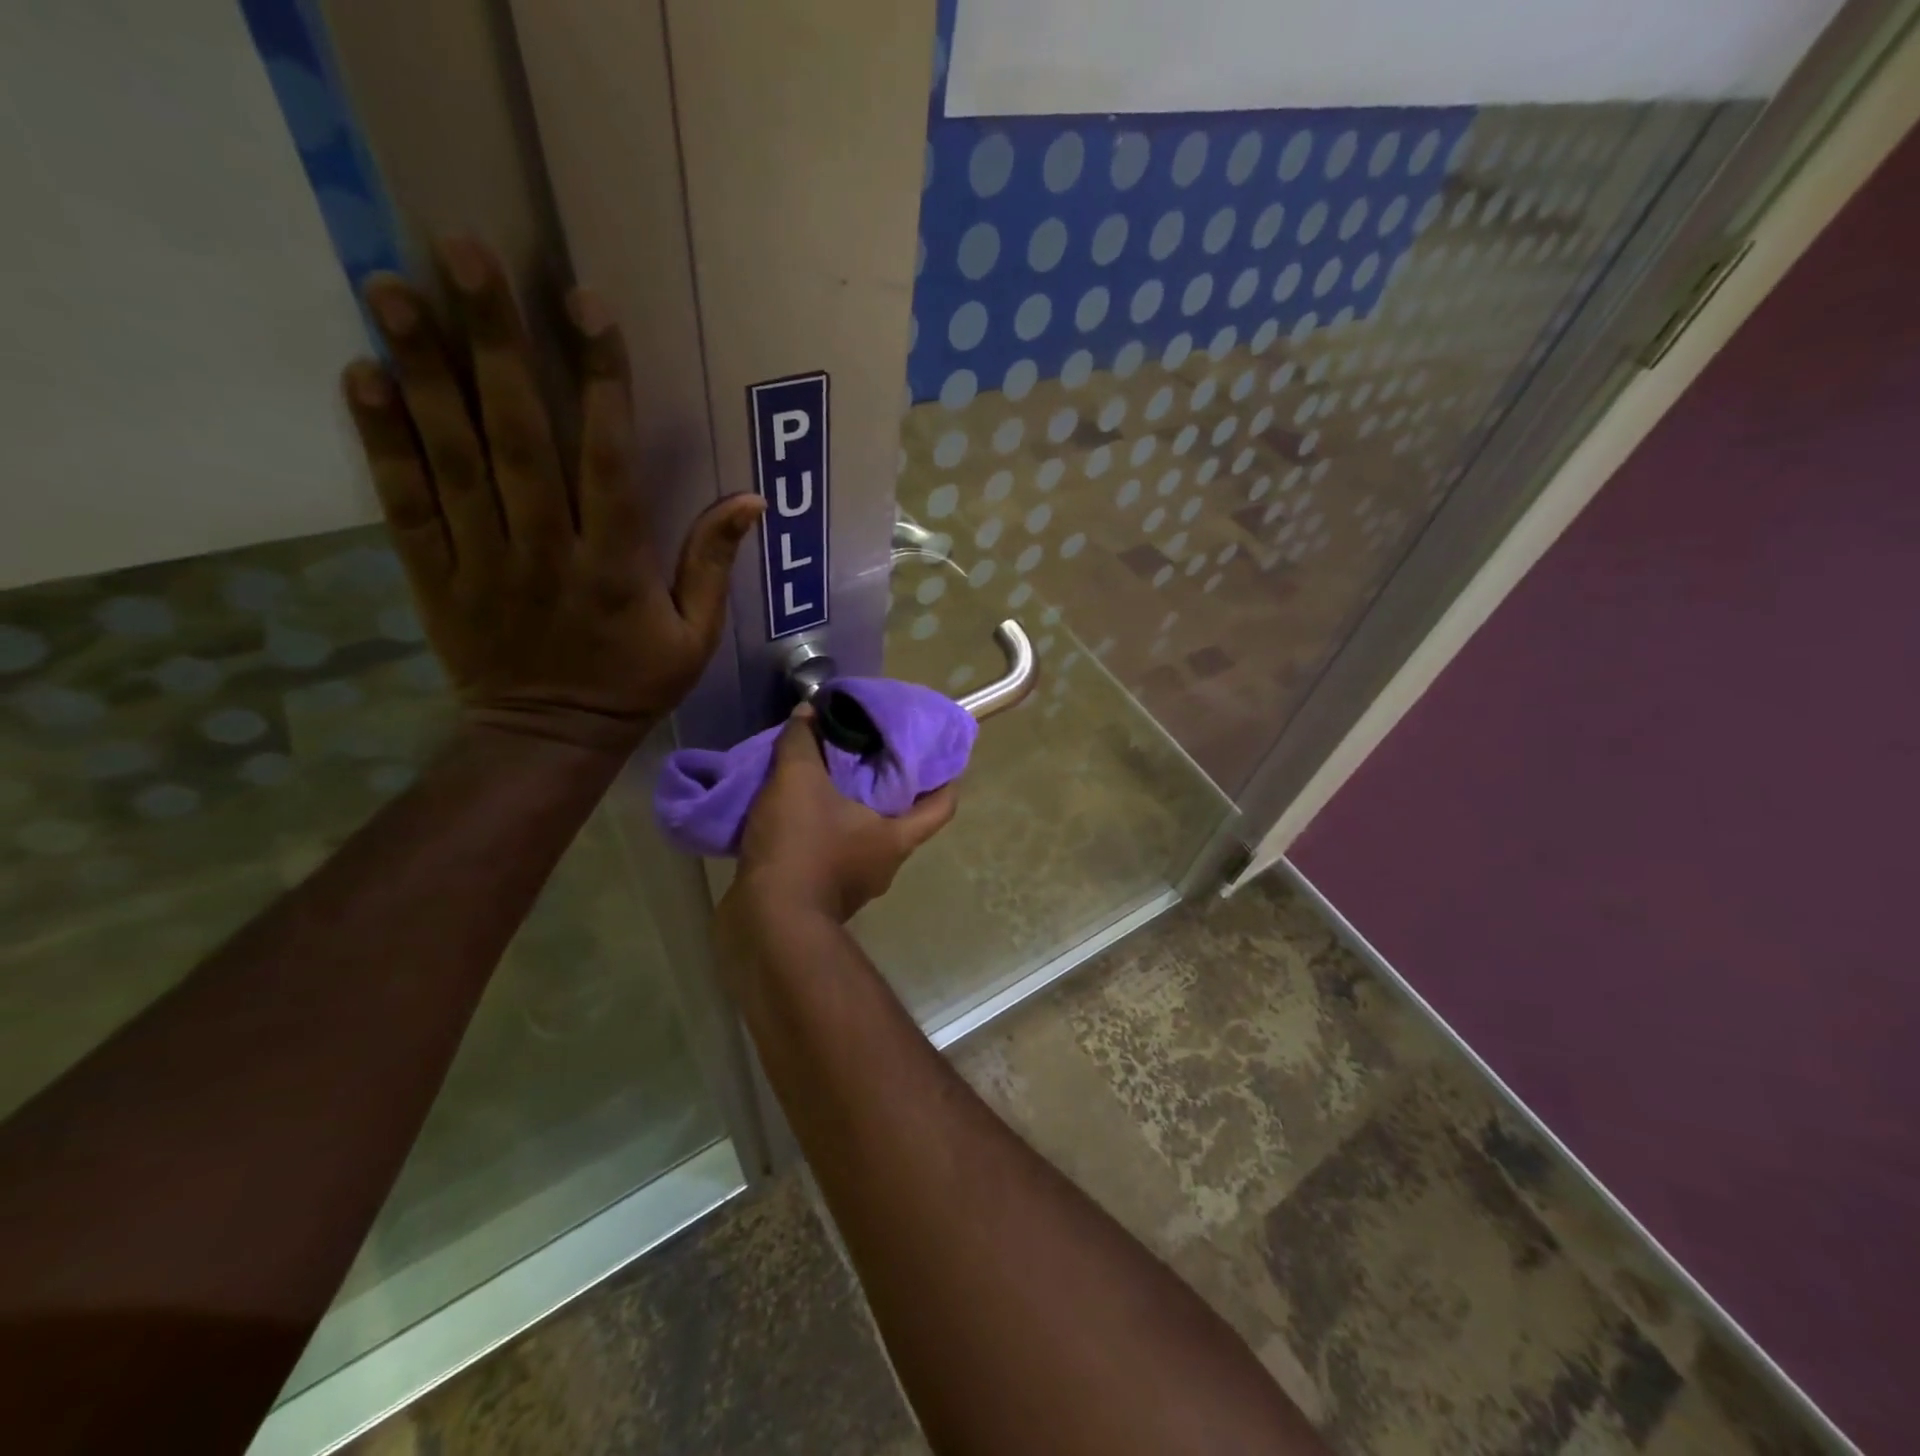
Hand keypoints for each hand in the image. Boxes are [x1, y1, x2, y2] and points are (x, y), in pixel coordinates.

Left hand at [341, 237, 762, 755]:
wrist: (549, 739)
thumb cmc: (633, 684)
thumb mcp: (697, 636)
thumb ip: (714, 565)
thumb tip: (750, 500)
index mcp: (616, 566)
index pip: (609, 462)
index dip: (600, 383)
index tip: (587, 307)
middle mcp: (547, 551)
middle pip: (519, 439)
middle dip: (494, 345)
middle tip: (462, 254)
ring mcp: (484, 561)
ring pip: (454, 460)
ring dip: (423, 373)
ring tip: (391, 287)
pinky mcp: (435, 576)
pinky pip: (407, 505)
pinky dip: (383, 444)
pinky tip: (363, 377)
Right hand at [731, 707, 957, 923]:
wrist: (767, 924)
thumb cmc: (801, 848)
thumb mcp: (798, 782)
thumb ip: (802, 743)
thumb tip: (807, 713)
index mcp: (896, 837)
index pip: (943, 806)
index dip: (948, 779)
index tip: (941, 754)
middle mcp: (885, 864)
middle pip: (901, 819)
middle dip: (889, 788)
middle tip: (872, 754)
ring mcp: (856, 885)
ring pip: (863, 838)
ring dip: (850, 811)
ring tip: (829, 778)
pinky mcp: (825, 898)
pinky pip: (832, 856)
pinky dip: (823, 834)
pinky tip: (798, 812)